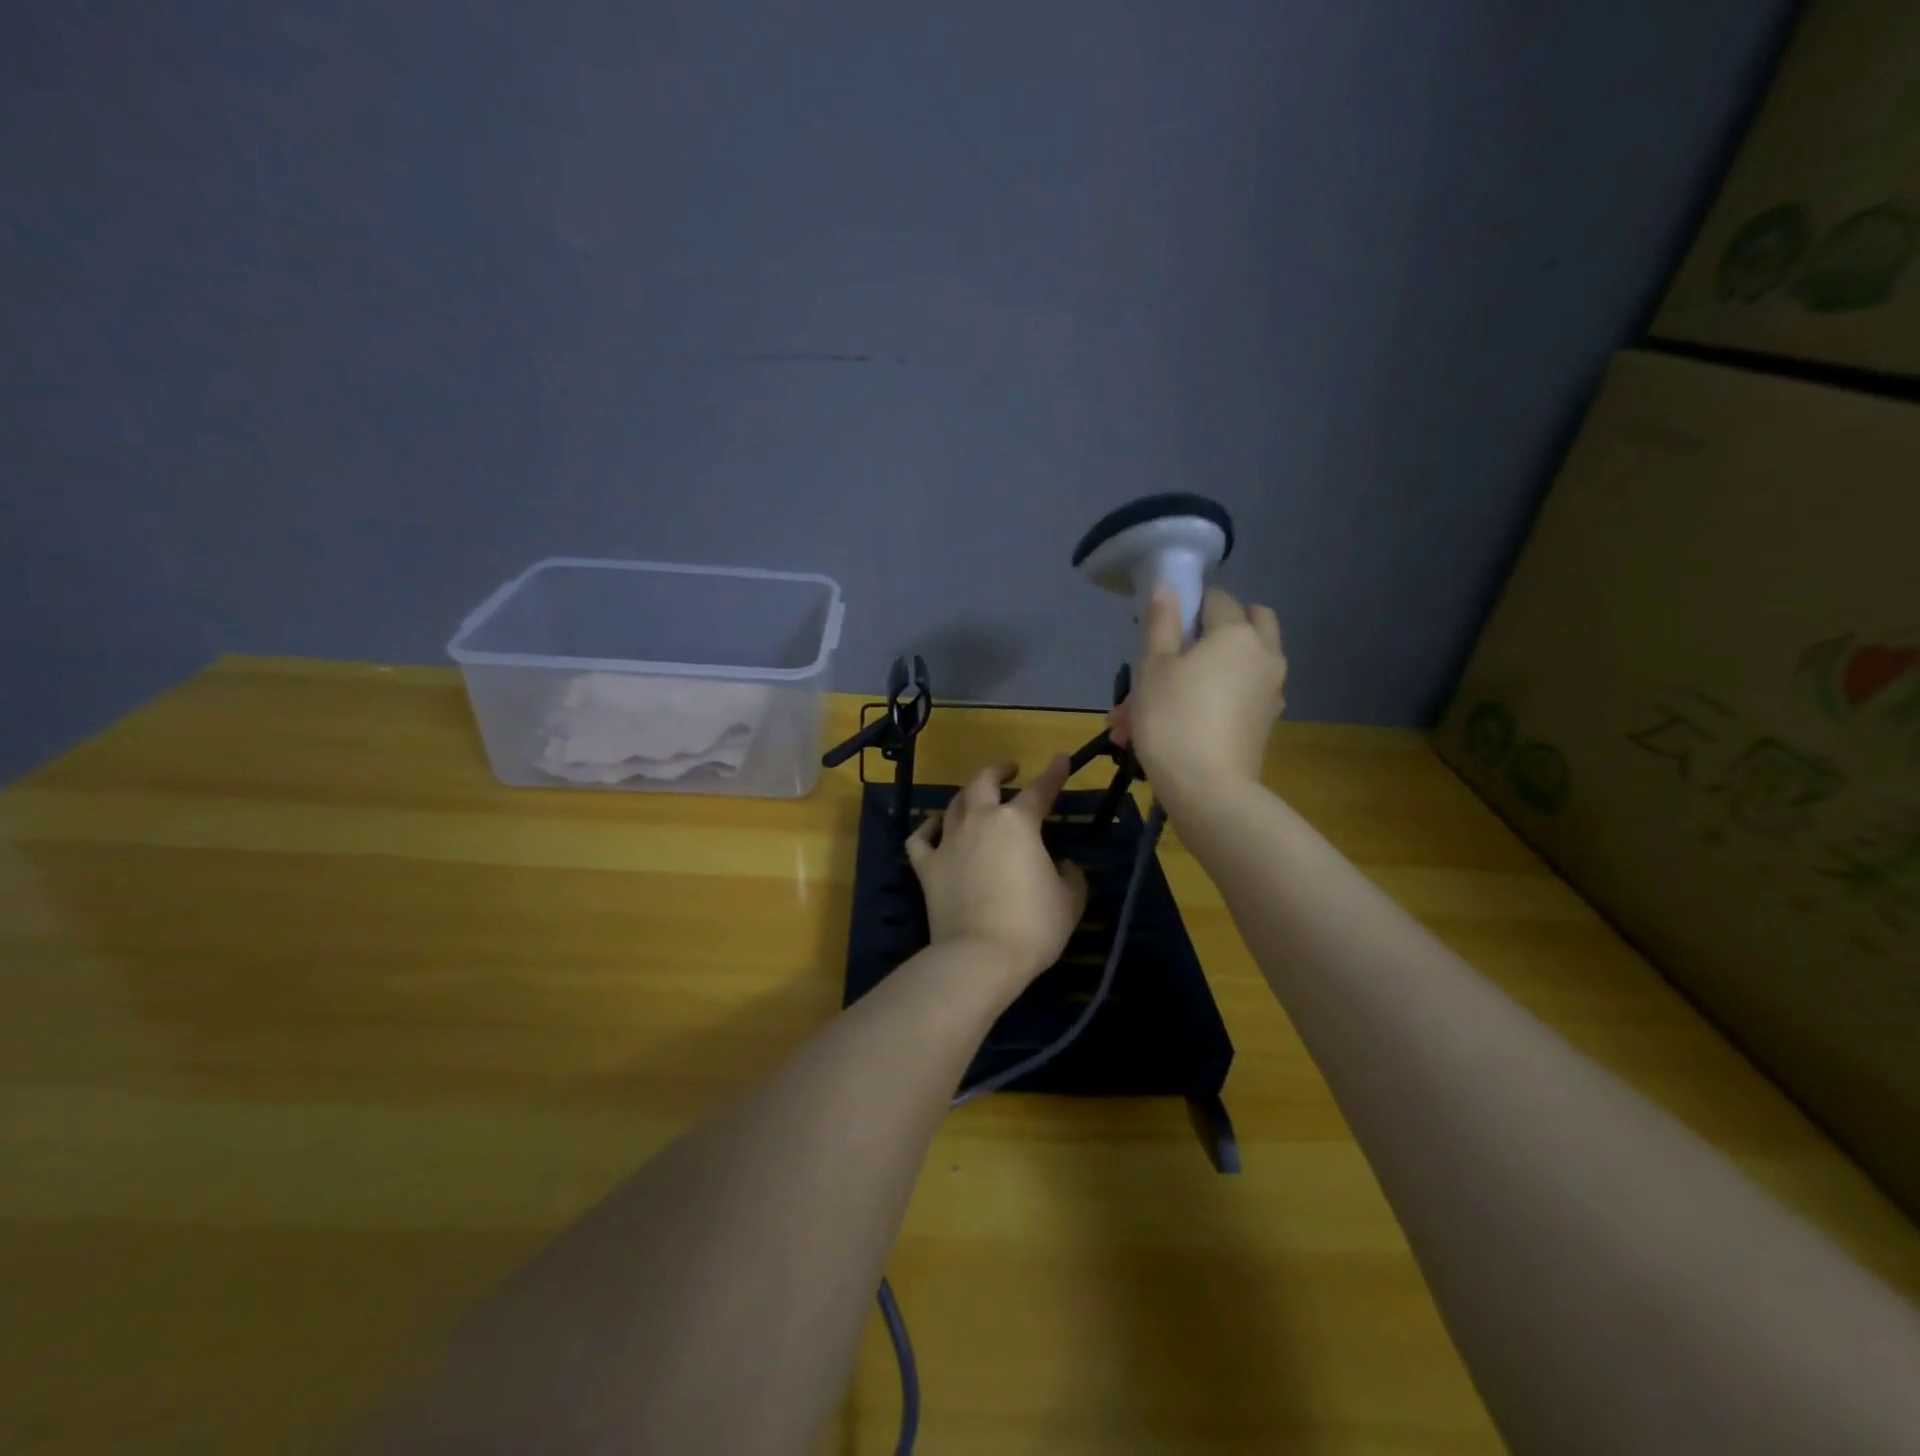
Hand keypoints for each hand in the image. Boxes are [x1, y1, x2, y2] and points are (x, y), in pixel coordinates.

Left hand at [906, 755, 1088, 991]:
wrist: (980, 955)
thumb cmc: (1033, 926)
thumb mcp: (1069, 901)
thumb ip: (1069, 875)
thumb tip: (1061, 865)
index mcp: (1018, 822)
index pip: (1040, 790)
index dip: (1054, 774)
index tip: (1061, 759)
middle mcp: (980, 821)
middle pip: (984, 782)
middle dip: (998, 770)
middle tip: (1009, 769)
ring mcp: (949, 842)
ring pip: (954, 804)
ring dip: (967, 795)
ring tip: (976, 796)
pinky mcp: (927, 867)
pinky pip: (921, 838)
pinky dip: (928, 828)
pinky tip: (935, 826)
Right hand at [1112, 586, 1286, 794]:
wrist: (1207, 789)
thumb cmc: (1172, 719)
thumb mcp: (1153, 667)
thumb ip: (1161, 622)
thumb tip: (1168, 585)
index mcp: (1237, 633)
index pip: (1216, 599)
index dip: (1188, 607)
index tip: (1162, 630)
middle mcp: (1264, 654)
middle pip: (1249, 622)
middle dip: (1216, 629)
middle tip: (1179, 652)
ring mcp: (1270, 690)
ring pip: (1241, 664)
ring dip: (1207, 671)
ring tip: (1160, 703)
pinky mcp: (1265, 721)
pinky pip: (1240, 696)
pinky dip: (1216, 699)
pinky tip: (1180, 723)